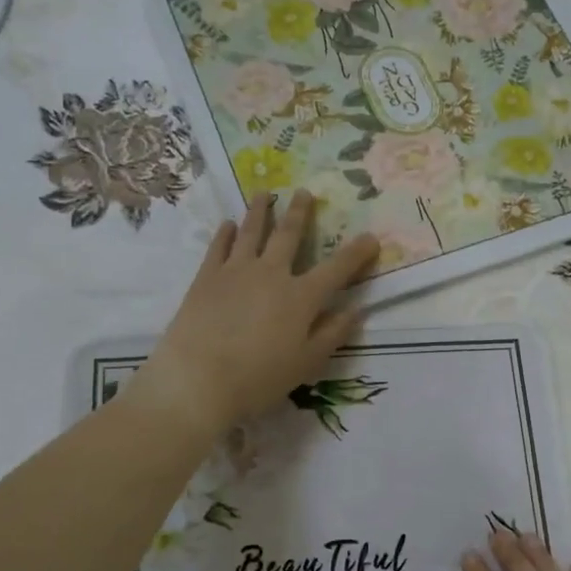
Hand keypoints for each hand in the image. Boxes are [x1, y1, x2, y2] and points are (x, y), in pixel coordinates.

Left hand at [130, 192, 378, 439]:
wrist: (198, 378)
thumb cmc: (259, 378)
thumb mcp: (306, 363)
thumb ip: (333, 333)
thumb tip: (356, 310)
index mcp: (301, 297)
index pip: (337, 269)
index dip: (357, 253)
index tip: (371, 237)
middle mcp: (271, 273)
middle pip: (289, 235)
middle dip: (300, 213)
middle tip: (304, 192)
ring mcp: (236, 271)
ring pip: (252, 231)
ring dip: (261, 210)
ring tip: (264, 194)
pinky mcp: (206, 277)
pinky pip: (219, 247)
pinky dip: (225, 233)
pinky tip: (228, 225)